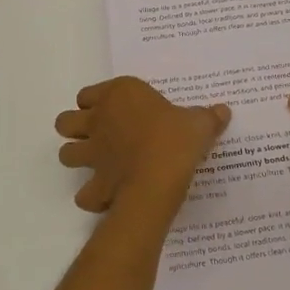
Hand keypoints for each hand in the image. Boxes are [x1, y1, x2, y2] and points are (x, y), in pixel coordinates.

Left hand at [56, 77, 230, 212]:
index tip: (115, 109)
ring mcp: (92, 154)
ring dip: (77, 158)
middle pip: (66, 121)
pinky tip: (107, 196)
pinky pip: (84, 193)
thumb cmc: (176, 139)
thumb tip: (223, 110)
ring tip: (98, 164)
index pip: (88, 93)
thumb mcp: (199, 123)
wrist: (158, 179)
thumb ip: (208, 116)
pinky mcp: (95, 184)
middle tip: (99, 135)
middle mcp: (98, 120)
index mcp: (120, 95)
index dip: (97, 101)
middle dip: (75, 128)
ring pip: (65, 154)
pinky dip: (92, 196)